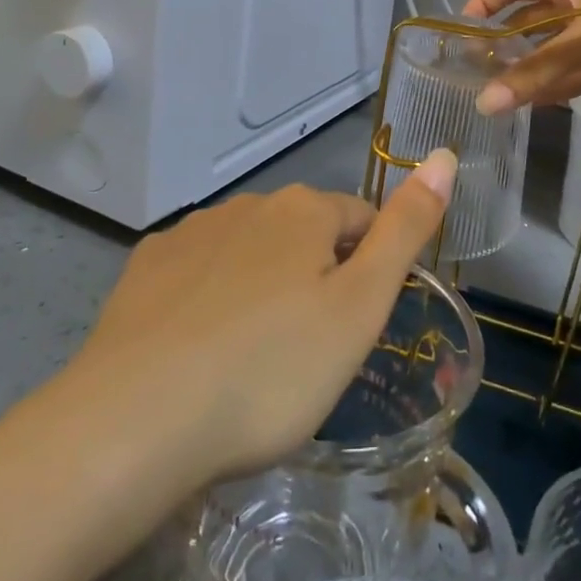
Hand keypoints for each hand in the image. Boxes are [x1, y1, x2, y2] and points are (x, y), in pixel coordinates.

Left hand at [58, 152, 456, 493]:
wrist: (135, 423)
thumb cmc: (271, 370)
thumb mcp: (361, 307)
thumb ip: (406, 230)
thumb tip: (445, 157)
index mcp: (303, 210)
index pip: (362, 220)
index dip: (369, 271)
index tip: (354, 329)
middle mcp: (247, 204)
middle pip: (304, 234)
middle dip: (316, 278)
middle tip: (308, 354)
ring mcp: (190, 233)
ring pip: (250, 252)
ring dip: (263, 287)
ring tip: (252, 360)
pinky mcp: (144, 269)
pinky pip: (198, 273)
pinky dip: (209, 299)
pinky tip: (198, 350)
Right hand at [463, 0, 580, 111]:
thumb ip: (538, 71)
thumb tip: (484, 104)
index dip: (486, 2)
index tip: (461, 30)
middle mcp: (577, 6)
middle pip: (531, 25)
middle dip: (505, 46)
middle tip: (475, 77)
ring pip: (555, 54)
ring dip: (532, 73)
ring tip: (499, 100)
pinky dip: (561, 87)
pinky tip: (538, 104)